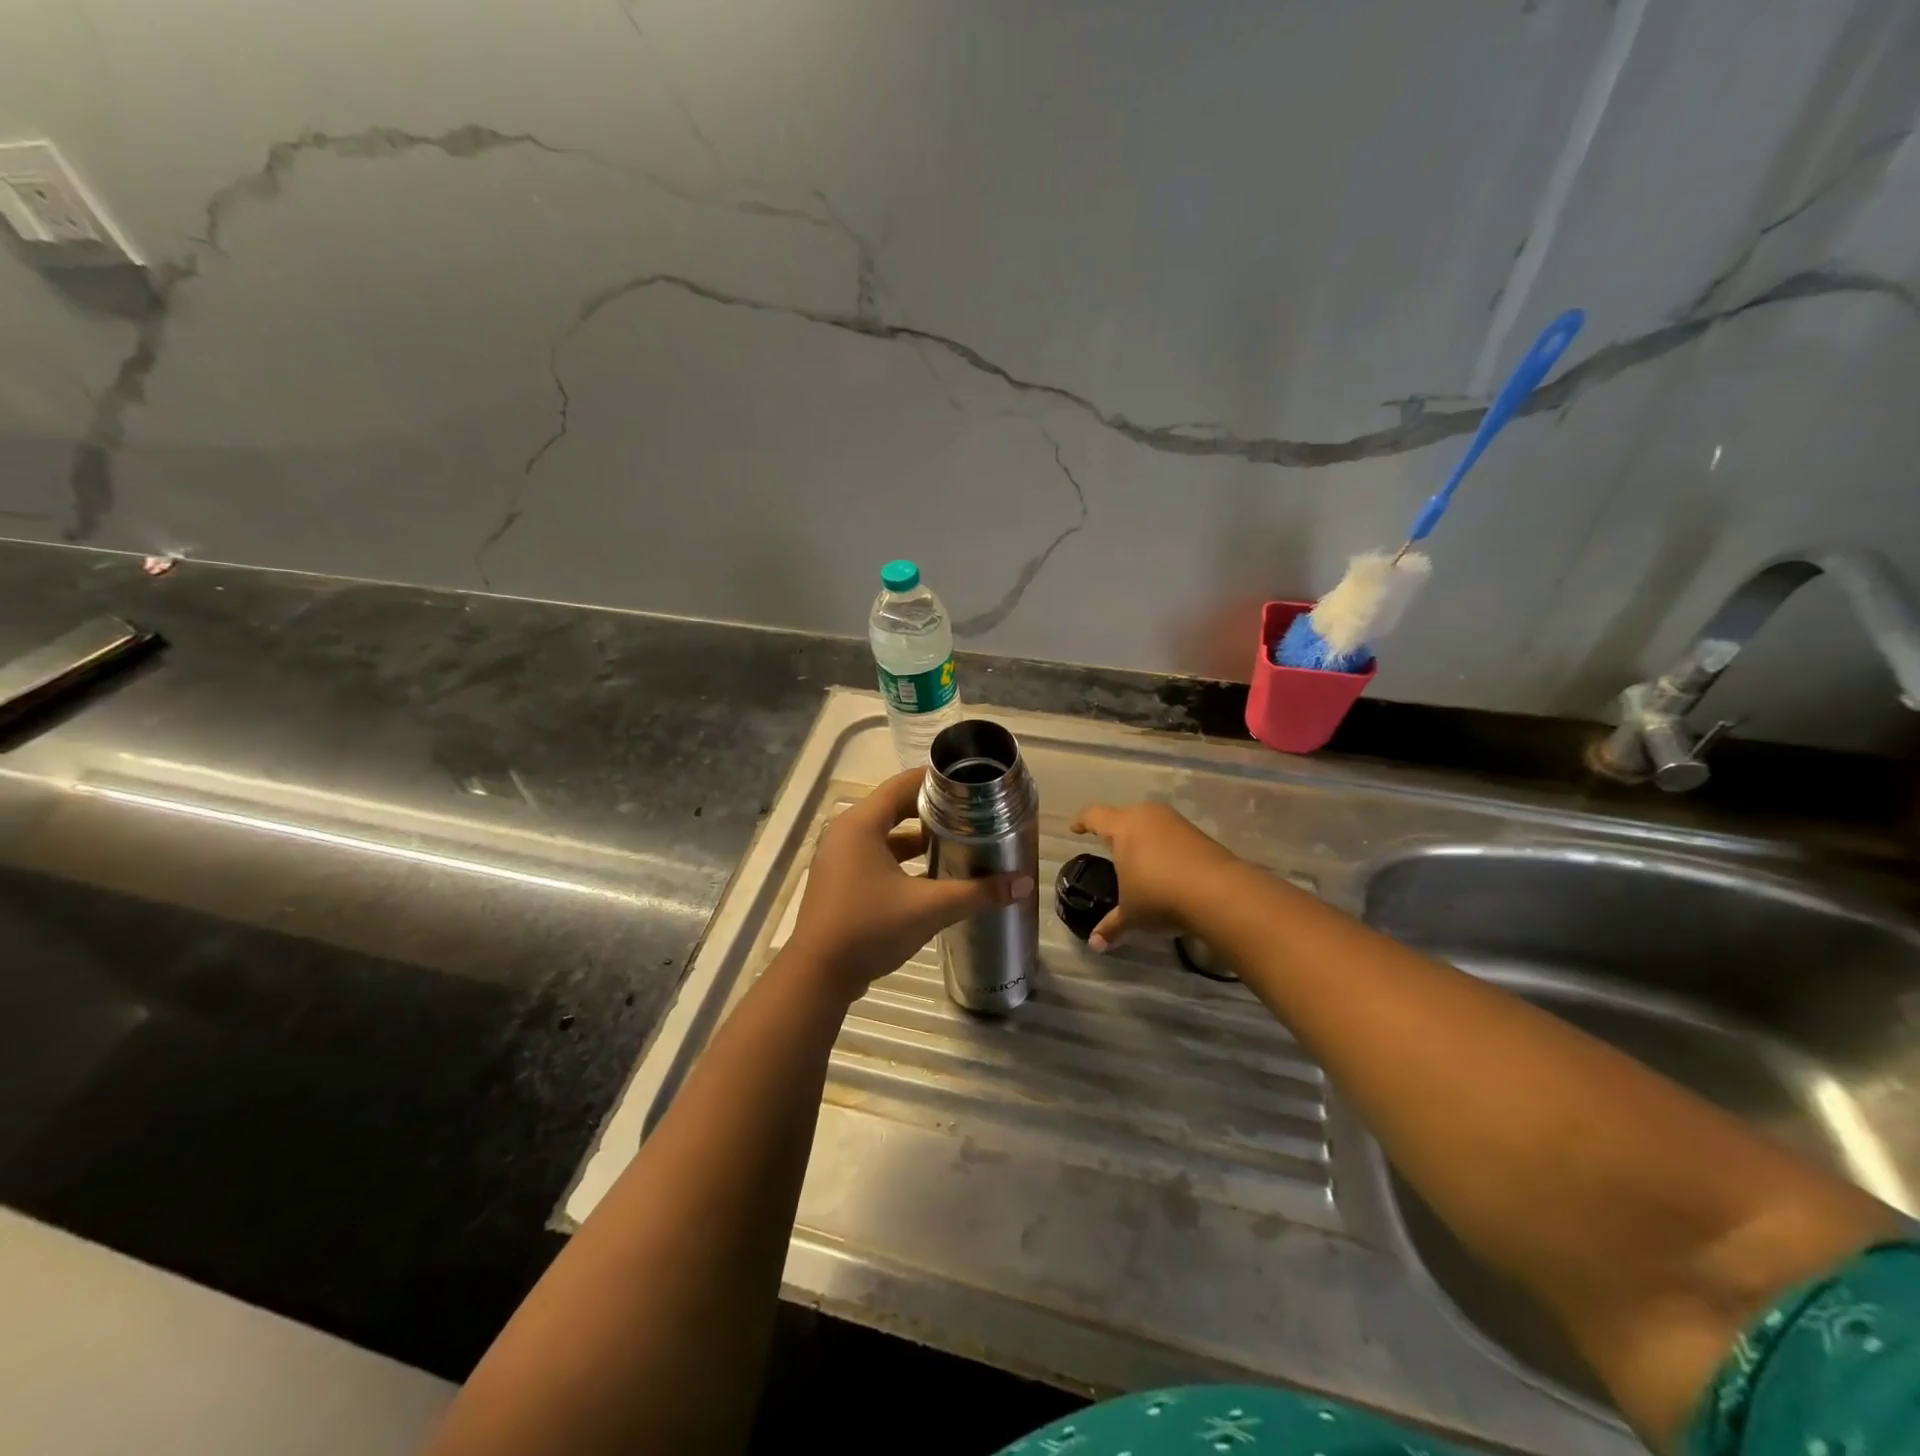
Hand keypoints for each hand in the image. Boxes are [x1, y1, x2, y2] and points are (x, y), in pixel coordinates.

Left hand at [787, 768, 1035, 999]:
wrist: (818, 976)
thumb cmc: (870, 929)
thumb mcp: (929, 908)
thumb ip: (977, 893)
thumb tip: (1023, 883)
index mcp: (861, 824)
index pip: (903, 783)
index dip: (937, 780)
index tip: (971, 784)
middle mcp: (846, 832)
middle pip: (895, 806)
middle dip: (933, 809)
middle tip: (971, 812)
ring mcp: (840, 857)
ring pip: (886, 834)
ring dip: (918, 836)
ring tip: (958, 840)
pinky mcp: (840, 880)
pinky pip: (876, 855)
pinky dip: (903, 858)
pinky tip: (932, 874)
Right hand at [1068, 801, 1238, 950]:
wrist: (1219, 892)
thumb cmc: (1160, 896)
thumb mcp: (1132, 915)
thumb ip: (1112, 926)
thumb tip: (1095, 945)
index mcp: (1123, 827)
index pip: (1095, 816)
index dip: (1082, 821)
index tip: (1075, 828)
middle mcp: (1148, 817)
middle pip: (1125, 815)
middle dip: (1115, 829)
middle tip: (1109, 845)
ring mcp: (1176, 823)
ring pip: (1151, 822)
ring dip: (1143, 836)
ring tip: (1140, 858)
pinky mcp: (1199, 835)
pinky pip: (1173, 835)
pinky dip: (1165, 847)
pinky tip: (1168, 867)